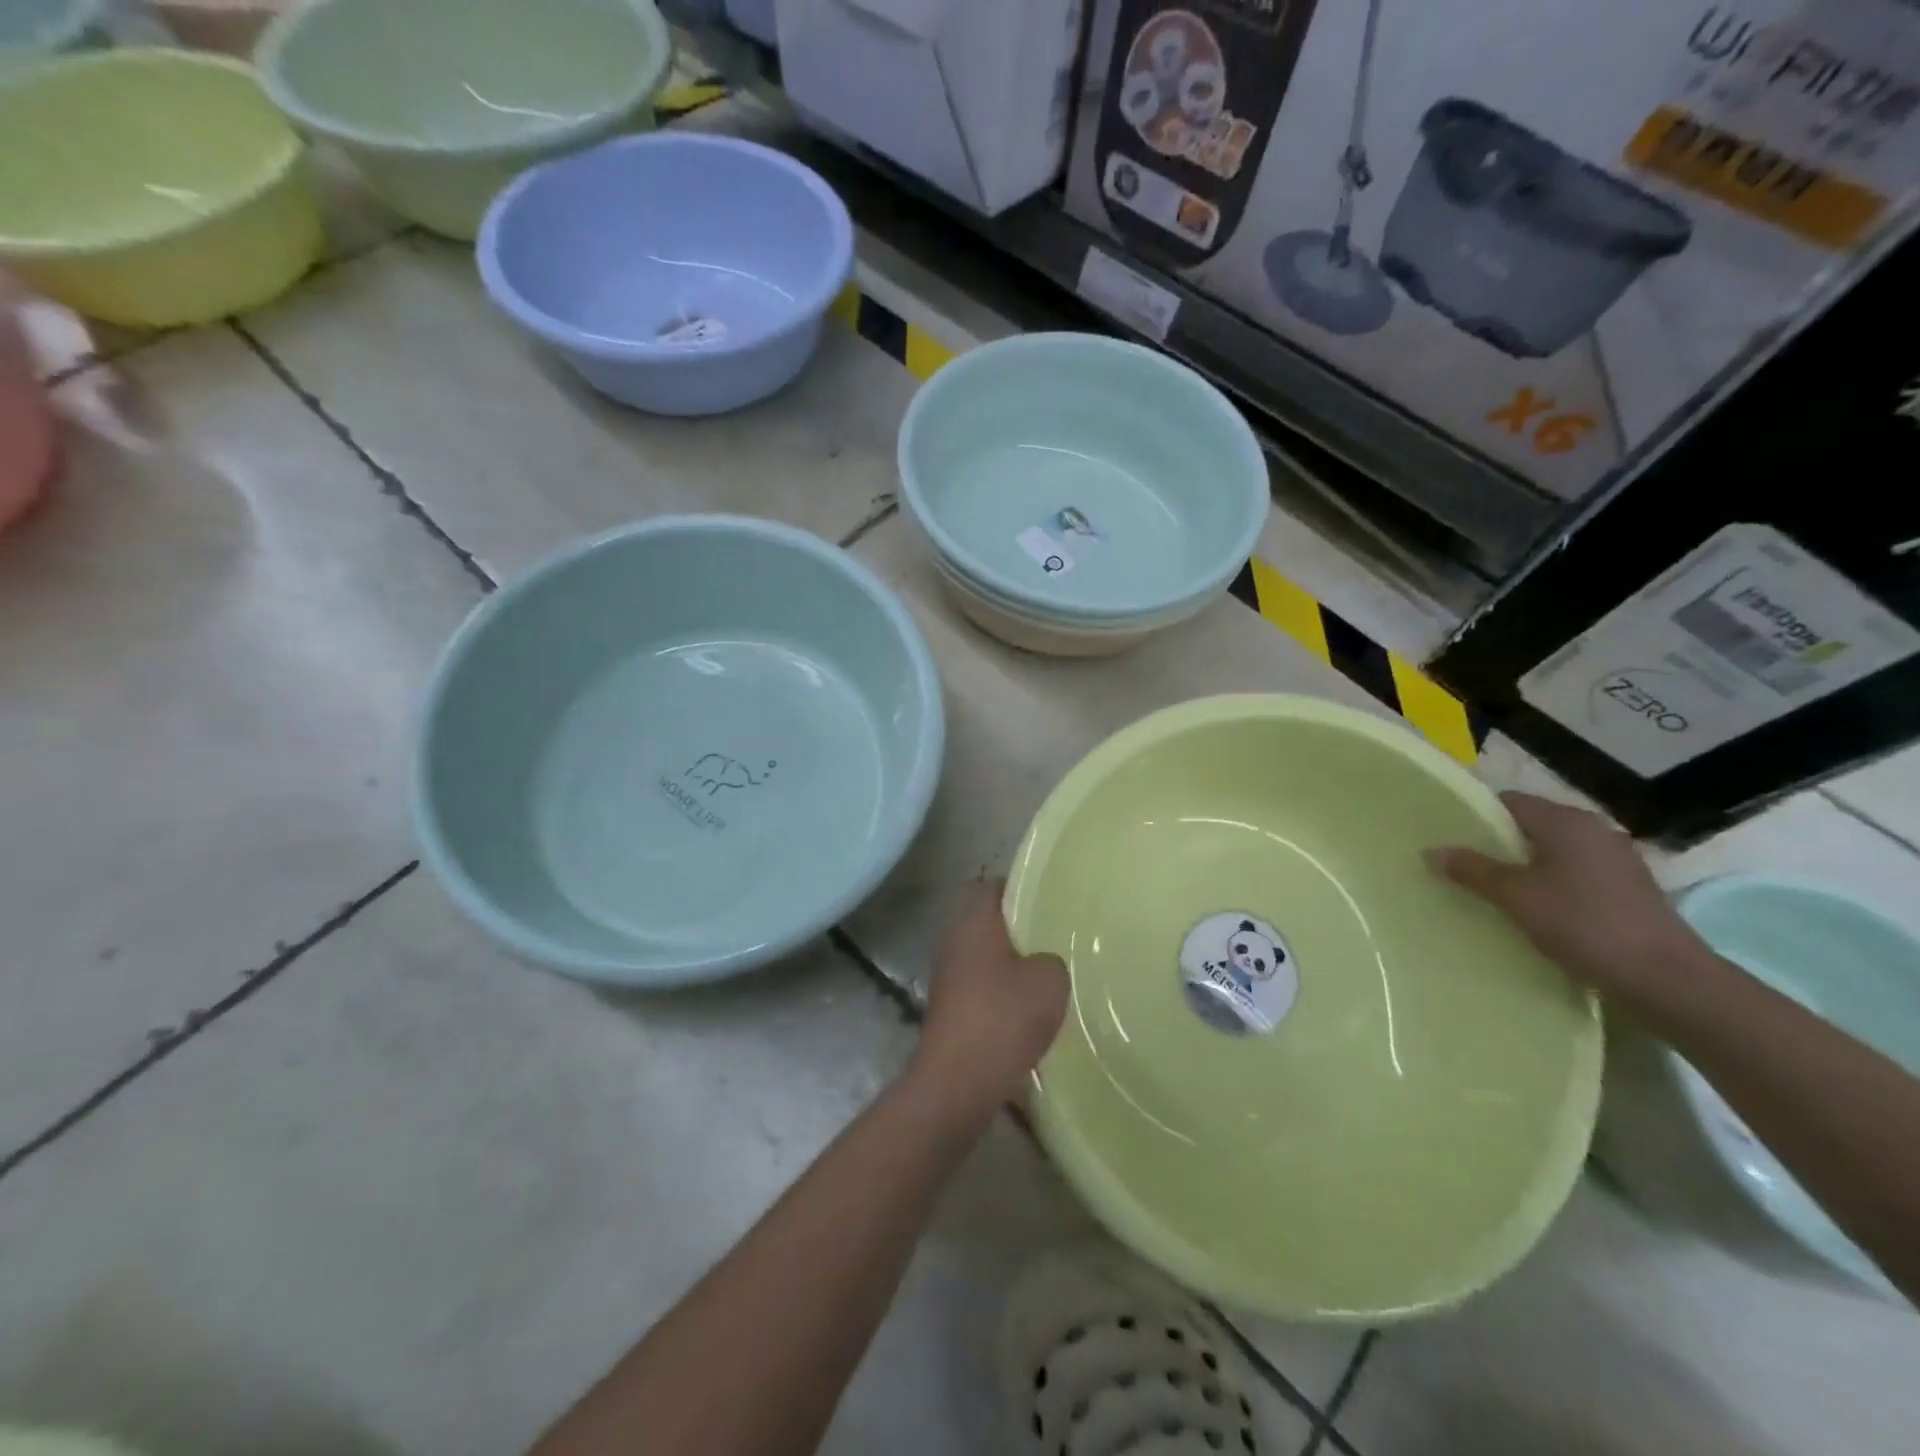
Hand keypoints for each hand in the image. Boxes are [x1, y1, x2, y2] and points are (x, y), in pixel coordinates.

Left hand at [912, 880, 1069, 1111]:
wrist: (959, 1081)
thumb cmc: (1004, 1016)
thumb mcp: (1050, 979)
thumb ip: (1052, 958)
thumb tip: (1044, 961)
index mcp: (974, 920)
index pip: (995, 886)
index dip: (1022, 888)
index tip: (1052, 900)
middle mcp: (954, 939)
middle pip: (989, 922)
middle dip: (1021, 929)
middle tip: (1058, 937)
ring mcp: (947, 975)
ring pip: (985, 956)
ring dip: (1012, 965)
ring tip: (1049, 975)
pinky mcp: (949, 1008)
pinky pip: (981, 987)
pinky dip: (1002, 993)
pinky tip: (1030, 1010)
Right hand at [1426, 792, 1708, 1006]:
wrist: (1665, 978)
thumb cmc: (1583, 923)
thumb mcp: (1515, 896)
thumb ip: (1472, 869)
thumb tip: (1431, 851)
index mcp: (1566, 821)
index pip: (1508, 801)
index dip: (1475, 814)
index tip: (1448, 835)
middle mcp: (1594, 830)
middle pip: (1531, 825)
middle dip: (1496, 842)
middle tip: (1461, 863)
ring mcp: (1616, 859)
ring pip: (1553, 851)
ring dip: (1523, 865)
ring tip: (1491, 887)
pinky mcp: (1627, 888)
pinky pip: (1574, 873)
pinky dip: (1549, 882)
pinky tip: (1533, 907)